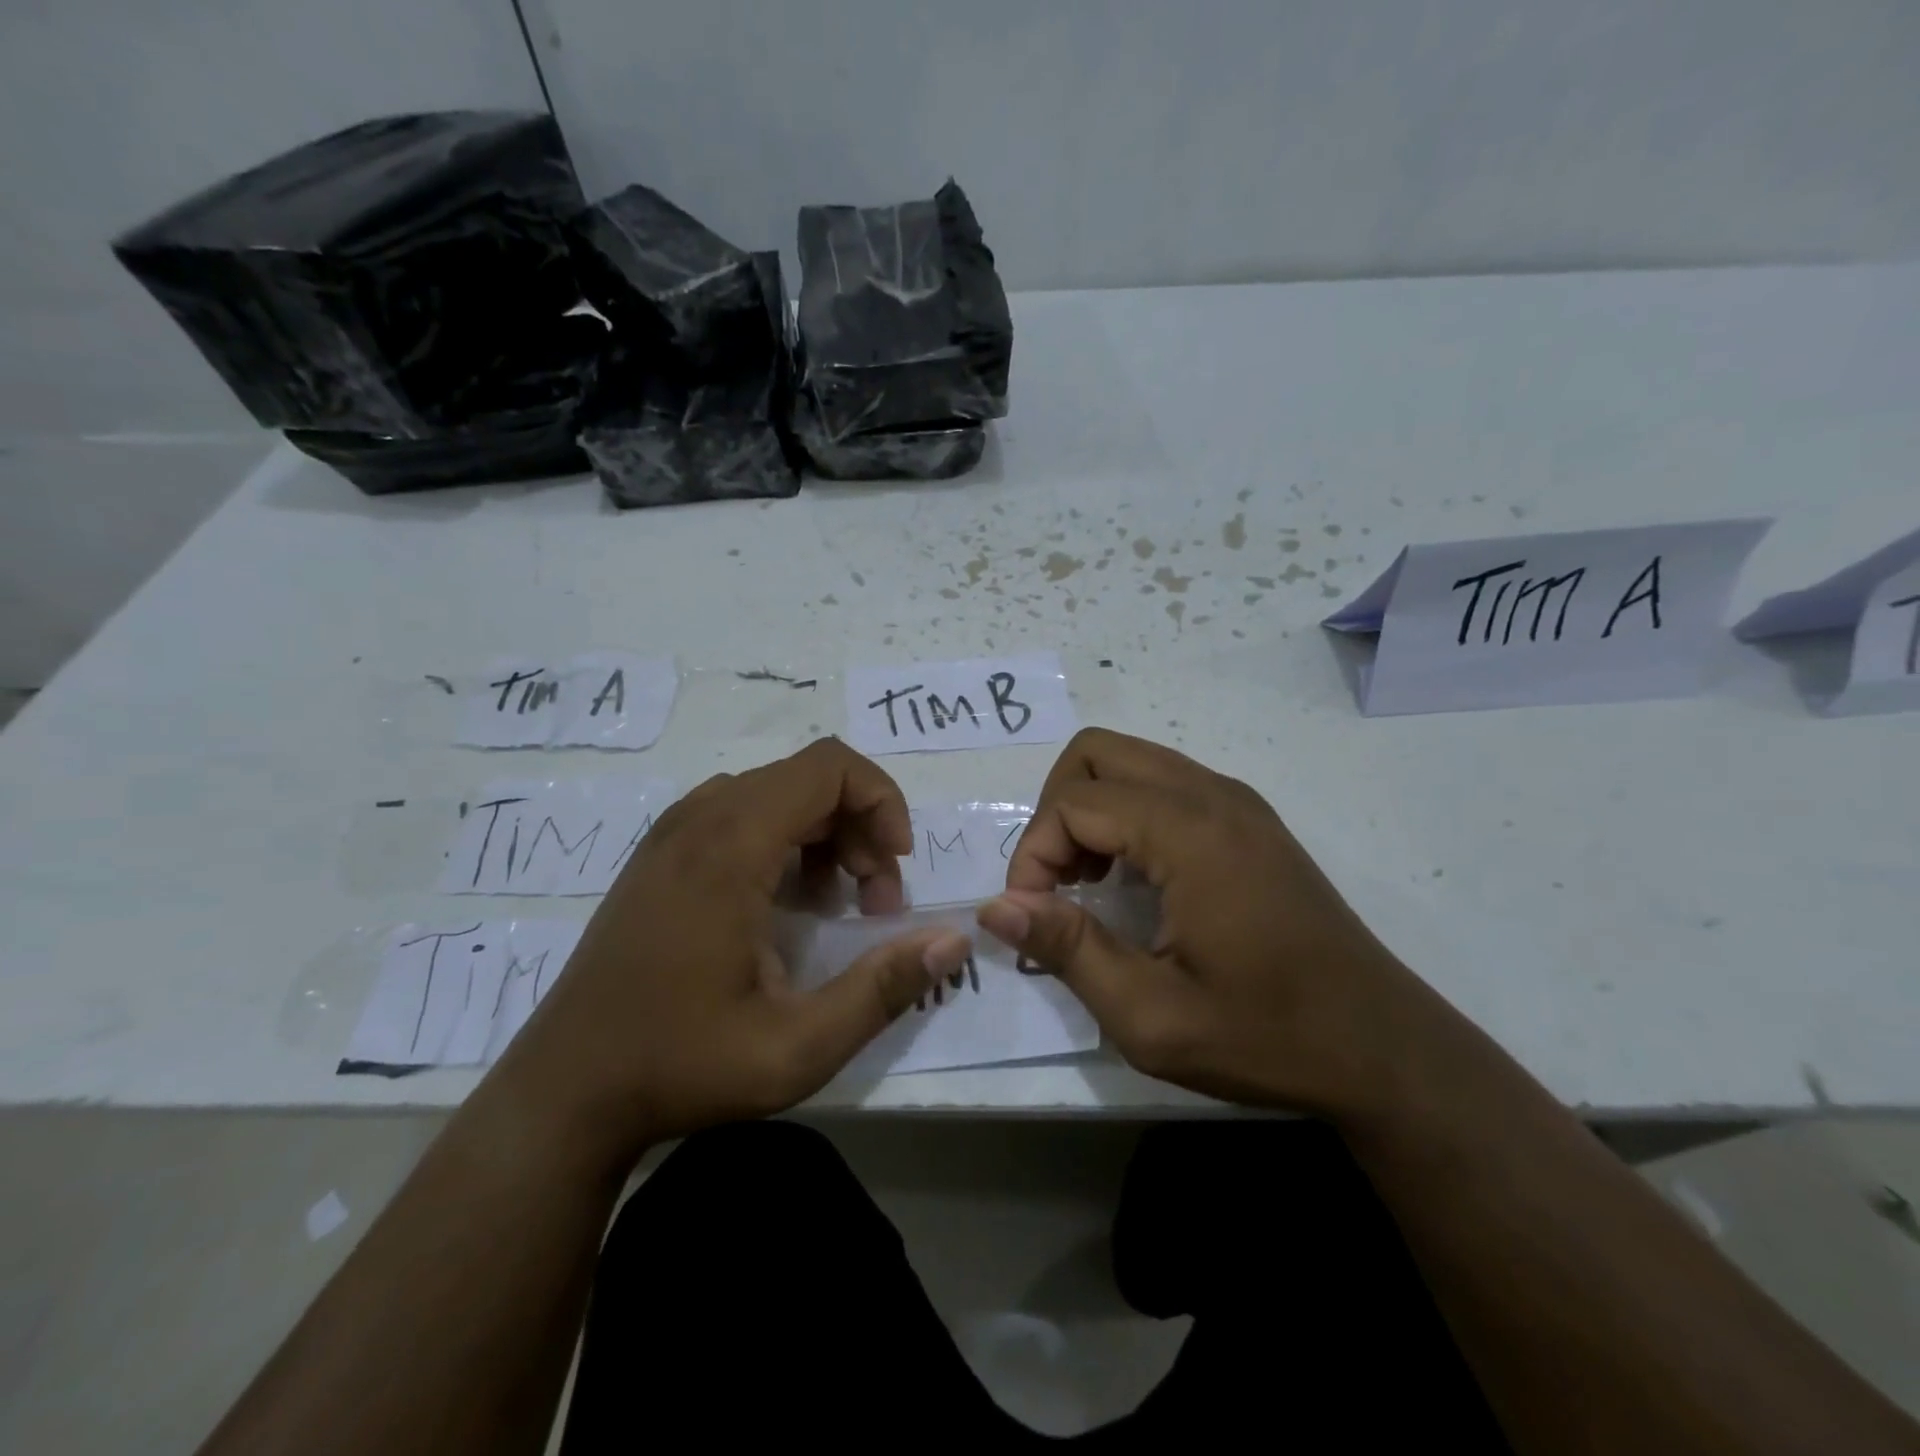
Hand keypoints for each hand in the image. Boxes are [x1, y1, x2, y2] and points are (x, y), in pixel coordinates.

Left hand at [493, 739, 972, 1162]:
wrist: (564, 1092)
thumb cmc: (680, 1066)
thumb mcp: (797, 1047)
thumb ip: (882, 989)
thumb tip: (954, 940)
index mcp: (729, 846)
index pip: (828, 766)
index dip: (881, 800)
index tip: (897, 866)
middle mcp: (698, 819)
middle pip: (808, 777)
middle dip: (861, 826)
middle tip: (875, 901)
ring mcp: (672, 833)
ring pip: (776, 792)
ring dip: (826, 834)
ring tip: (837, 905)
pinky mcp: (661, 854)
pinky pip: (742, 814)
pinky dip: (787, 841)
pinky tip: (786, 906)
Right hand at [976, 729, 1471, 1125]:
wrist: (1382, 1047)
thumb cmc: (1265, 1035)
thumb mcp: (1151, 1015)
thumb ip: (1067, 950)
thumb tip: (994, 907)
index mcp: (1190, 832)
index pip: (1074, 801)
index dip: (1033, 853)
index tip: (1032, 916)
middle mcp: (1212, 795)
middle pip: (1097, 752)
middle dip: (1055, 811)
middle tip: (1056, 884)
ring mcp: (1236, 801)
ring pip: (1130, 761)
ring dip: (1089, 810)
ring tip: (1087, 883)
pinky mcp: (1249, 819)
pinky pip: (1163, 783)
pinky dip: (1125, 814)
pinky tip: (1133, 879)